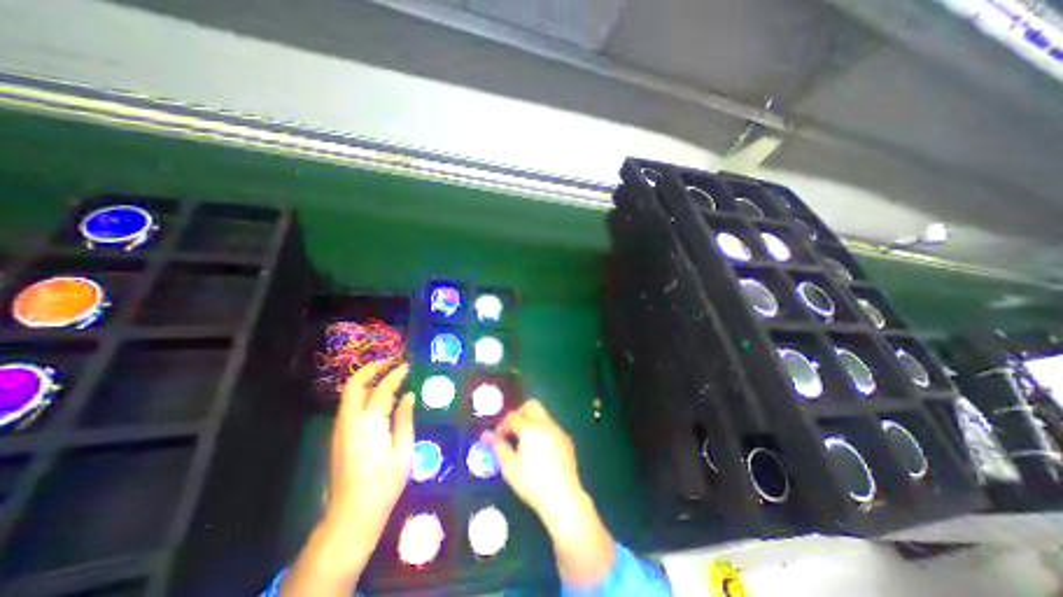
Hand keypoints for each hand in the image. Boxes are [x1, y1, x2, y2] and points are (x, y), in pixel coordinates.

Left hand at [325, 358, 410, 549]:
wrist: (352, 512)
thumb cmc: (385, 481)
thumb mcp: (403, 449)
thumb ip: (404, 418)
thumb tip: (409, 395)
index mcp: (370, 422)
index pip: (384, 388)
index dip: (396, 374)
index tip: (408, 365)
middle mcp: (351, 420)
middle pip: (356, 384)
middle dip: (372, 368)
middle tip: (391, 360)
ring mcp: (341, 427)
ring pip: (350, 393)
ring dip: (367, 378)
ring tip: (386, 372)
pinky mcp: (339, 435)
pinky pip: (350, 404)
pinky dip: (363, 392)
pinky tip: (378, 394)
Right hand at [485, 399, 580, 523]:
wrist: (563, 497)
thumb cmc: (532, 483)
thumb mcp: (510, 468)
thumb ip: (499, 448)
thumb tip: (487, 436)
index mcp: (530, 428)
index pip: (513, 417)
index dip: (502, 425)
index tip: (497, 437)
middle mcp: (546, 424)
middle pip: (531, 405)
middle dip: (519, 413)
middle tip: (512, 429)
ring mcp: (558, 431)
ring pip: (543, 416)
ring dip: (531, 422)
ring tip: (524, 442)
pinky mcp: (566, 440)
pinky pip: (551, 427)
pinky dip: (542, 431)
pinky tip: (539, 450)